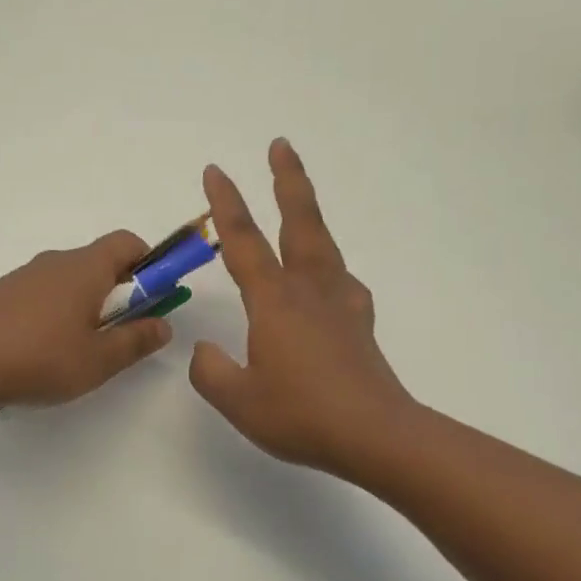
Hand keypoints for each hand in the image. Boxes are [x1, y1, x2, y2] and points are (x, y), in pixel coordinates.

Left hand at [0, 231, 172, 409]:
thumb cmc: (40, 358)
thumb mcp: (98, 360)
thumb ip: (136, 341)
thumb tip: (164, 325)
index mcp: (85, 268)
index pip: (127, 242)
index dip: (149, 262)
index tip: (154, 295)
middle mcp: (54, 261)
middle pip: (98, 262)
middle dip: (118, 290)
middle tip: (120, 333)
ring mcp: (23, 275)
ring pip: (67, 280)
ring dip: (84, 303)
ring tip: (77, 348)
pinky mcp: (0, 294)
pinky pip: (40, 294)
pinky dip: (53, 312)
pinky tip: (41, 350)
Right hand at [190, 140, 415, 478]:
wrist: (376, 435)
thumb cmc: (302, 415)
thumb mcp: (238, 400)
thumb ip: (210, 372)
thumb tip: (205, 351)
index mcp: (274, 301)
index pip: (243, 241)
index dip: (226, 204)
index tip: (215, 171)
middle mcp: (309, 290)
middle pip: (299, 222)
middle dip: (287, 181)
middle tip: (280, 146)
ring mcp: (340, 304)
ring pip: (322, 245)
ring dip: (308, 214)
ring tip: (299, 202)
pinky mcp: (359, 324)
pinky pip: (341, 281)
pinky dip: (329, 268)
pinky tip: (327, 282)